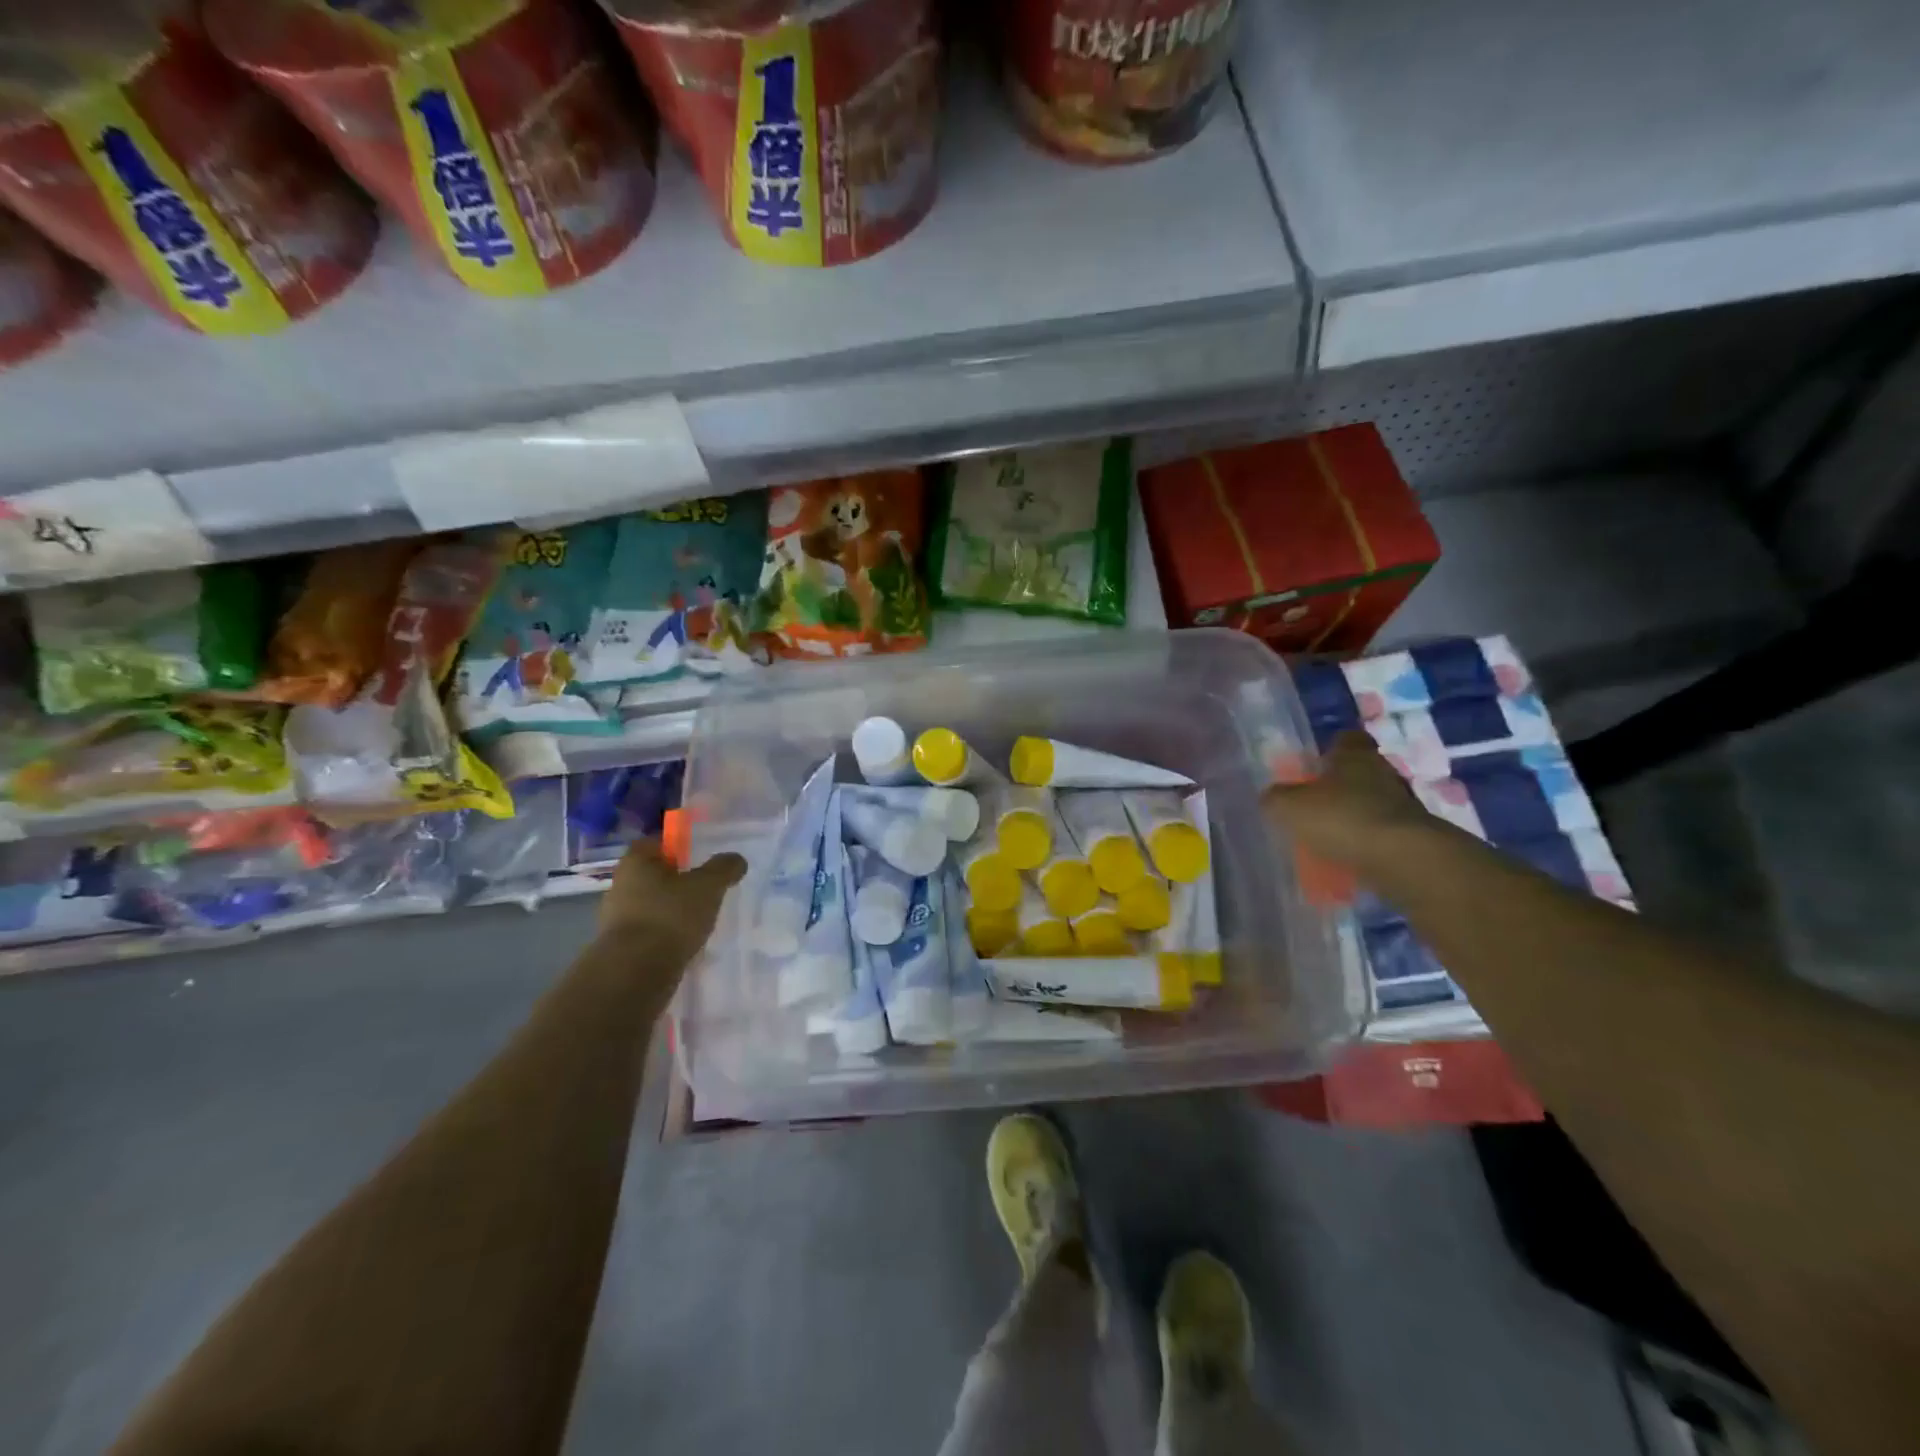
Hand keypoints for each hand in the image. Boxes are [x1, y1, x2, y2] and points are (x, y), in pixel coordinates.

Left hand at [597, 840, 746, 959]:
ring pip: (652, 904)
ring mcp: (617, 918)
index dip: (678, 846)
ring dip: (673, 910)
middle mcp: (620, 885)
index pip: (656, 842)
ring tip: (700, 919)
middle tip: (705, 888)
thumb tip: (736, 860)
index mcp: (636, 862)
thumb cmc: (670, 916)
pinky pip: (650, 931)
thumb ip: (724, 868)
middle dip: (678, 881)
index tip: (699, 857)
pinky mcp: (621, 947)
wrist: (636, 973)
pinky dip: (667, 934)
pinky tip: (687, 943)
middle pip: (654, 875)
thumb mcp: (708, 886)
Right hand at [1262, 730, 1427, 871]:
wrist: (1405, 860)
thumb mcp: (1290, 807)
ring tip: (1328, 836)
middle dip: (1340, 785)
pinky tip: (1347, 858)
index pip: (1347, 738)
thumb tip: (1272, 798)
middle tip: (1314, 802)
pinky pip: (1382, 834)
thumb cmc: (1343, 819)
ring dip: (1354, 815)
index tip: (1315, 763)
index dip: (1331, 747)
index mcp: (1355, 755)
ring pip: (1372, 803)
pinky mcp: (1414, 836)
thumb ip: (1276, 799)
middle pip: (1361, 771)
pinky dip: (1366, 843)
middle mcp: (1383, 772)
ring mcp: (1404, 805)